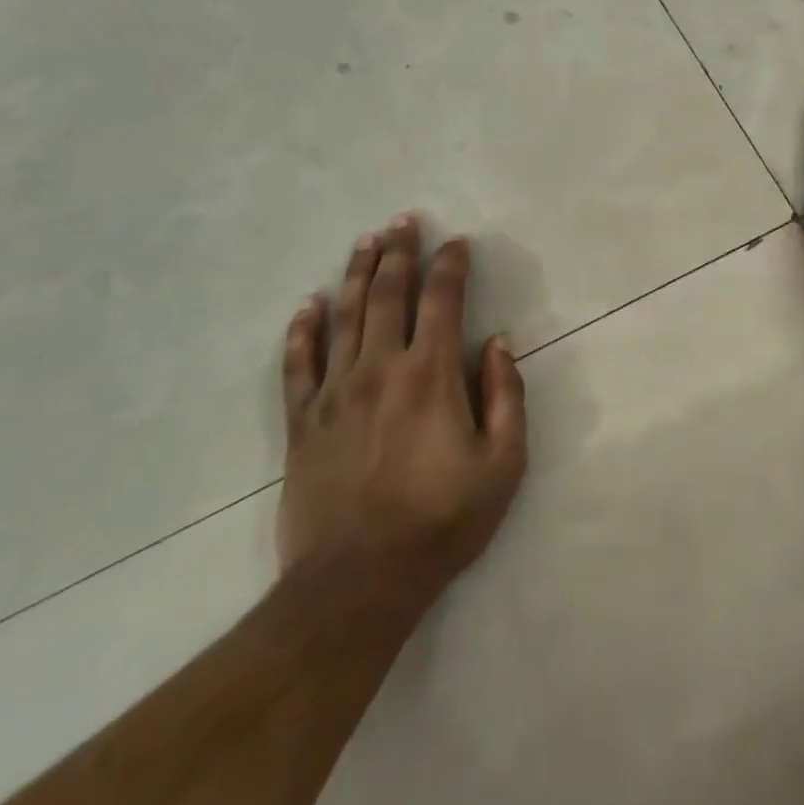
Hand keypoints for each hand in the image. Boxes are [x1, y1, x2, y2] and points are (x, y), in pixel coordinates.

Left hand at [276, 216, 526, 610]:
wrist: (357, 583)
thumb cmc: (441, 521)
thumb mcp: (503, 464)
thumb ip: (506, 395)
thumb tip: (497, 343)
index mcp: (430, 375)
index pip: (442, 300)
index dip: (451, 265)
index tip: (458, 243)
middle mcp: (380, 368)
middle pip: (388, 294)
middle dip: (399, 252)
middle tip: (403, 221)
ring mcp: (335, 392)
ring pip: (344, 316)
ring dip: (356, 274)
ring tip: (365, 241)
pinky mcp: (301, 422)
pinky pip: (297, 364)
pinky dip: (302, 330)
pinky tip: (308, 305)